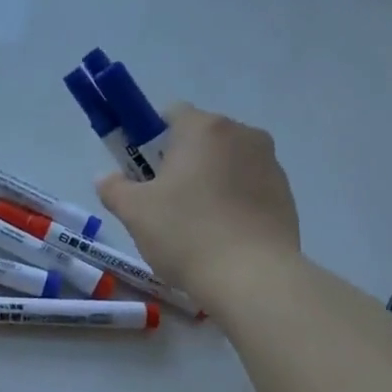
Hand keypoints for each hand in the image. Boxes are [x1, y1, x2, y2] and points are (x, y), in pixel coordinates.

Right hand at [95, 103, 299, 300]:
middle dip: (179, 162)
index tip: (140, 172)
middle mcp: (243, 135)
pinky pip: (248, 188)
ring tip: (194, 225)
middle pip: (200, 139)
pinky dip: (232, 202)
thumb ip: (114, 188)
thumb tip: (106, 177)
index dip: (149, 139)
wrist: (252, 277)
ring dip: (208, 182)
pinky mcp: (285, 195)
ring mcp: (270, 164)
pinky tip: (220, 236)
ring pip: (226, 163)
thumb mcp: (134, 212)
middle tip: (161, 202)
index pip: (170, 114)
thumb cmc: (186, 233)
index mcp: (204, 128)